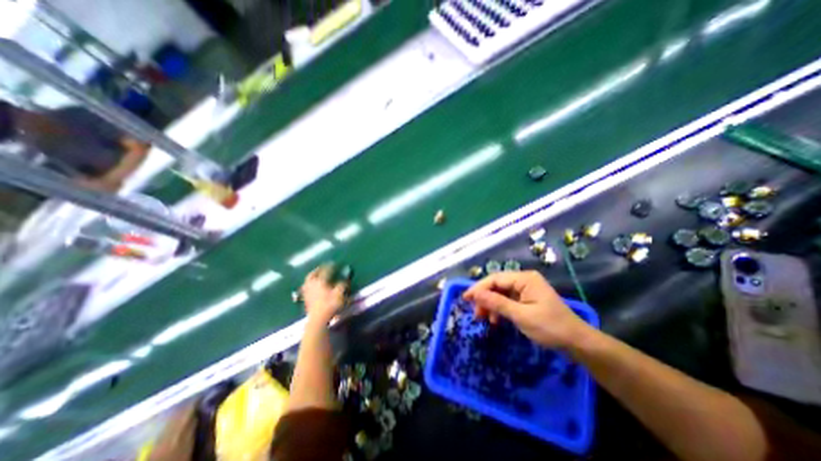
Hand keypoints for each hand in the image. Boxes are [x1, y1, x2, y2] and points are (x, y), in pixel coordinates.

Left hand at [301, 265, 345, 324]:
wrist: (318, 320)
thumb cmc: (330, 305)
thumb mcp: (340, 293)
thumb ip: (343, 283)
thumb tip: (345, 276)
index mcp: (321, 280)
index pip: (326, 270)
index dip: (331, 266)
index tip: (335, 263)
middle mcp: (312, 284)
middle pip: (314, 273)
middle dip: (318, 269)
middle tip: (323, 267)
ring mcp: (307, 291)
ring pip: (308, 280)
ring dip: (312, 276)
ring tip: (316, 275)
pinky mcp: (305, 299)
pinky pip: (306, 287)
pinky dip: (309, 284)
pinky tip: (312, 286)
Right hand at [461, 272, 589, 346]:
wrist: (578, 344)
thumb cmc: (551, 328)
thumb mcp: (521, 316)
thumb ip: (497, 303)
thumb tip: (475, 294)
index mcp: (525, 279)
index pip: (495, 279)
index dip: (479, 288)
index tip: (465, 299)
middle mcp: (524, 280)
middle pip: (497, 285)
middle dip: (484, 298)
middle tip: (475, 313)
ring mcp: (526, 290)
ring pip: (500, 293)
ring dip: (491, 305)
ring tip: (483, 319)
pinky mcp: (527, 299)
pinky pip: (508, 300)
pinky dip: (499, 309)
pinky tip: (496, 320)